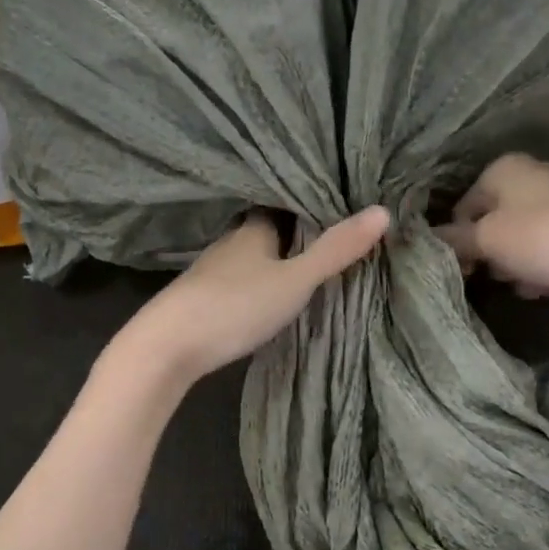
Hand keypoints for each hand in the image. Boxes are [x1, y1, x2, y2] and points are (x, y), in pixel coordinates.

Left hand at [118, 207, 390, 385]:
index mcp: (253, 228)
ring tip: (310, 262)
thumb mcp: (295, 280)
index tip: (340, 203)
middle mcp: (231, 241)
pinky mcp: (202, 297)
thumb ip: (336, 250)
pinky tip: (270, 291)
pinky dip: (260, 278)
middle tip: (334, 234)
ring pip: (254, 254)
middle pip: (269, 228)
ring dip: (277, 257)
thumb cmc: (234, 306)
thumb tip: (383, 211)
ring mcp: (213, 270)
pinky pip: (241, 277)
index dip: (311, 202)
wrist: (165, 347)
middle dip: (297, 231)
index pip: (285, 203)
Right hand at [439, 154, 548, 302]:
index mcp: (503, 169)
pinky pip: (545, 248)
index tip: (464, 269)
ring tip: (529, 283)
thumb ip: (454, 240)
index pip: (462, 208)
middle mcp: (529, 176)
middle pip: (491, 224)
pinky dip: (542, 267)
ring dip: (516, 266)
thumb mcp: (488, 240)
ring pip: (518, 240)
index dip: (458, 241)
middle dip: (491, 255)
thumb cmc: (542, 238)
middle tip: (498, 274)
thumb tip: (425, 238)